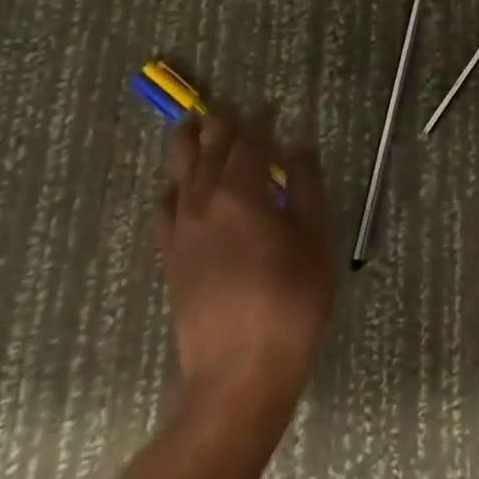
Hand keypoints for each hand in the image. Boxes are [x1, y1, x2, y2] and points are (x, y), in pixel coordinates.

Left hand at [154, 108, 335, 414]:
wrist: (239, 372)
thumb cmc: (290, 300)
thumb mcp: (314, 237)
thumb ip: (305, 186)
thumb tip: (298, 146)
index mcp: (242, 193)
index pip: (250, 142)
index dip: (261, 120)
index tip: (271, 106)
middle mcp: (204, 203)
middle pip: (208, 151)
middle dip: (220, 124)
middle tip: (227, 106)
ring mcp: (181, 232)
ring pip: (179, 174)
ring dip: (187, 146)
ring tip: (190, 126)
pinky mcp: (169, 259)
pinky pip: (164, 210)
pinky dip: (170, 190)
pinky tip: (175, 190)